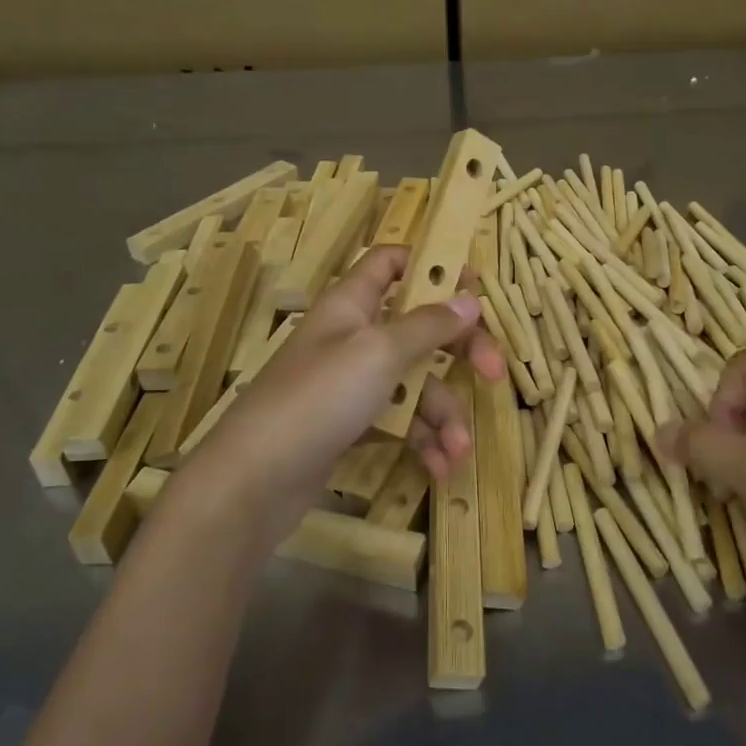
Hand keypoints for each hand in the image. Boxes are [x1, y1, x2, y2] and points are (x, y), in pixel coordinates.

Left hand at [194, 245, 503, 542]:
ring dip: (443, 414)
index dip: (432, 266)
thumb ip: (428, 325)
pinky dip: (422, 440)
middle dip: (459, 351)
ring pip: (414, 382)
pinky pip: (398, 421)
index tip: (474, 291)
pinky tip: (438, 468)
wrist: (250, 483)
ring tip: (458, 451)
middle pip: (419, 327)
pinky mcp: (350, 425)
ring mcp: (350, 384)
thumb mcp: (379, 353)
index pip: (391, 261)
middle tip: (494, 373)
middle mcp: (353, 336)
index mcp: (352, 303)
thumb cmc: (317, 399)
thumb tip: (470, 298)